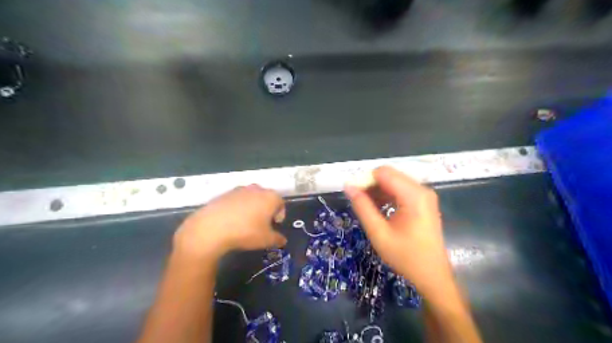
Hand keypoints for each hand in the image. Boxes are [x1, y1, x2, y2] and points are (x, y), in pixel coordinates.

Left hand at [172, 184, 286, 259]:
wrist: (211, 228)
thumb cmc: (246, 232)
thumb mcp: (266, 240)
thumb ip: (277, 239)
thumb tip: (282, 240)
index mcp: (270, 197)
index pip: (281, 203)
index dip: (280, 215)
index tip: (274, 226)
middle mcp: (256, 189)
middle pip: (266, 198)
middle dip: (266, 210)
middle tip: (261, 224)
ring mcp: (239, 189)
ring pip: (251, 198)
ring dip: (252, 208)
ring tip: (245, 223)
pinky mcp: (224, 193)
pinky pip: (236, 200)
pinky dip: (238, 208)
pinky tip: (232, 221)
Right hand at [344, 166, 453, 299]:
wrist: (432, 275)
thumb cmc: (405, 257)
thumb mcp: (379, 233)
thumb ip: (362, 207)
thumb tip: (348, 187)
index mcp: (414, 195)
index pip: (383, 173)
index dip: (365, 180)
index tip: (354, 195)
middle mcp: (422, 189)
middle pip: (389, 175)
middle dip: (371, 185)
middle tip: (359, 202)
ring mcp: (424, 195)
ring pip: (394, 181)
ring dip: (378, 191)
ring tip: (368, 208)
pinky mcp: (424, 201)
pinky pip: (401, 189)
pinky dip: (387, 195)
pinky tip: (380, 209)